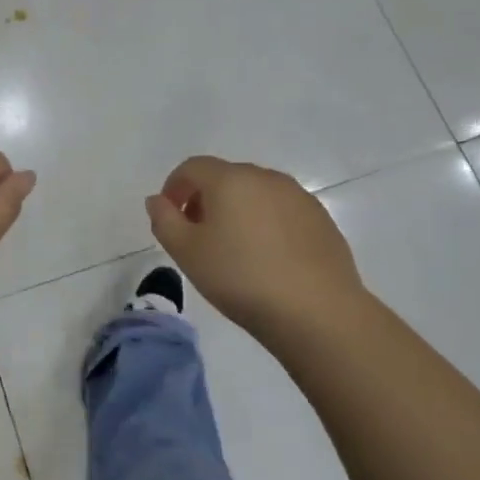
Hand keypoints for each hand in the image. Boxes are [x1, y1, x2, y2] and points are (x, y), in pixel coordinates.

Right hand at [145, 156, 366, 341]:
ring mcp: (298, 196)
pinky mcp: (321, 218)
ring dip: (238, 210)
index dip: (174, 187)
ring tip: (234, 249)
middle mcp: (265, 177)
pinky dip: (266, 223)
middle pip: (225, 177)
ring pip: (256, 193)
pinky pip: (282, 211)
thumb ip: (164, 220)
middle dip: (205, 199)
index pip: (192, 167)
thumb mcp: (187, 253)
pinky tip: (268, 258)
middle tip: (198, 235)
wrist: (317, 311)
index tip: (170, 217)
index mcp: (230, 179)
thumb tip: (158, 200)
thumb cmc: (242, 278)